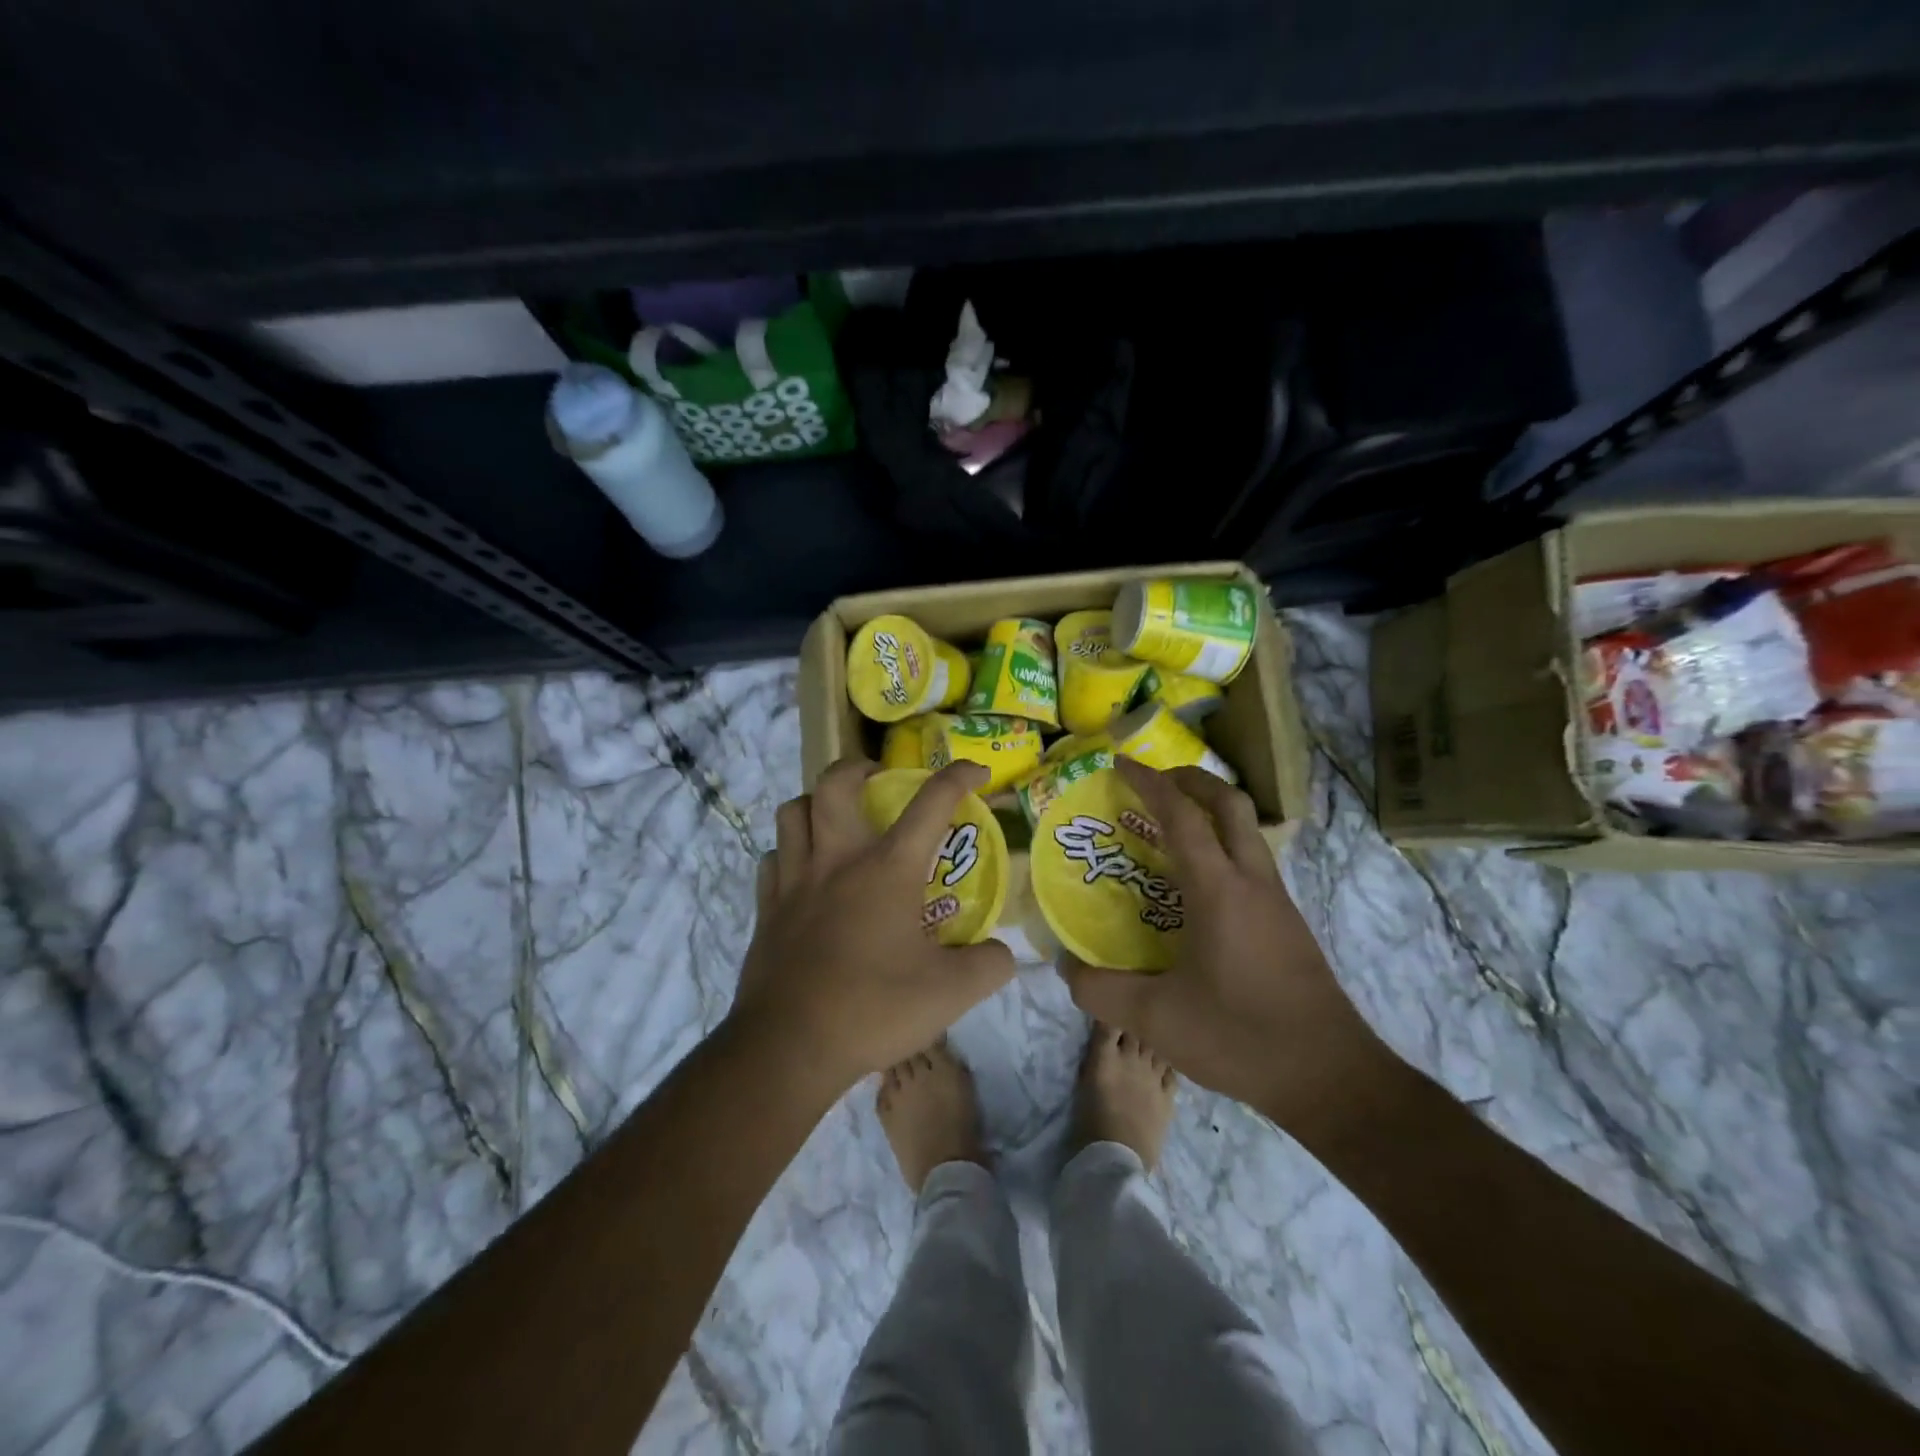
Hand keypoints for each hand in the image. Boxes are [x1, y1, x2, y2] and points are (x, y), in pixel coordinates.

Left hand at [730, 758, 1016, 1093]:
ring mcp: (795, 881)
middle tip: (878, 779)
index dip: (958, 777)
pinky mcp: (766, 908)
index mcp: (888, 869)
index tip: (977, 771)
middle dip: (859, 768)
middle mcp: (838, 860)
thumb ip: (990, 966)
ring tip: (836, 818)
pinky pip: (772, 858)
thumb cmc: (874, 1009)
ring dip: (816, 802)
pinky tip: (803, 871)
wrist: (790, 1046)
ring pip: (792, 811)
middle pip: (835, 783)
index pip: (931, 803)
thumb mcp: (951, 994)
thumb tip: (1004, 953)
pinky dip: (788, 851)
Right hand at [1059, 758, 1386, 1121]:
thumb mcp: (1155, 1019)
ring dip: (1211, 813)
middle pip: (1228, 804)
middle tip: (1155, 782)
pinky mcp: (1289, 924)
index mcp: (1218, 890)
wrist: (1331, 1077)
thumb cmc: (1240, 1037)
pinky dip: (1223, 847)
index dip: (1149, 783)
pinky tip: (1200, 887)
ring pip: (1246, 831)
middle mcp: (1252, 882)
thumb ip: (1100, 990)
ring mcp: (1277, 901)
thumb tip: (1066, 967)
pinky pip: (1252, 862)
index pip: (1181, 816)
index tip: (1121, 764)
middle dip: (1191, 781)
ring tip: (1171, 830)